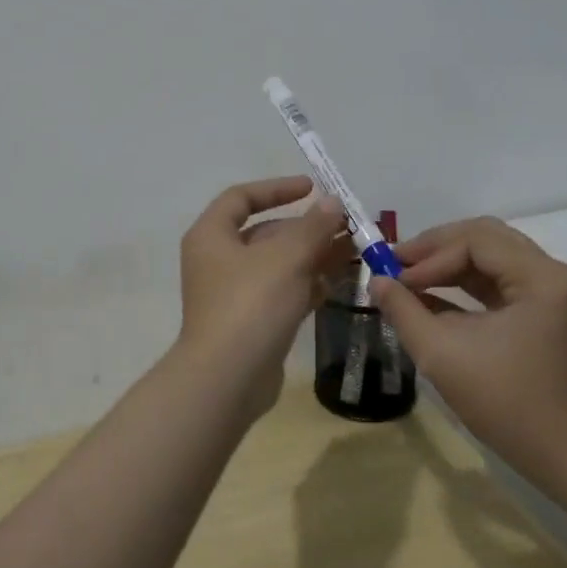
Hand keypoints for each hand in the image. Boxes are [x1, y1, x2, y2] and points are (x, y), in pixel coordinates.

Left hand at [178, 176, 347, 417]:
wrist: (227, 379)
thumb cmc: (250, 304)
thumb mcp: (286, 258)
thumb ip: (312, 227)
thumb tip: (331, 202)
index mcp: (212, 235)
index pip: (242, 197)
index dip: (277, 188)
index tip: (313, 188)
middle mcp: (218, 259)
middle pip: (265, 232)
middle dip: (307, 228)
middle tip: (346, 225)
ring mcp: (233, 293)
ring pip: (278, 264)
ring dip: (313, 256)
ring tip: (354, 251)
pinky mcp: (250, 322)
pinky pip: (282, 292)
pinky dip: (308, 285)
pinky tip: (339, 282)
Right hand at [371, 217, 566, 487]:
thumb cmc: (506, 404)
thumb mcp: (442, 354)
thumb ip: (403, 310)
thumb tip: (376, 280)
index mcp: (540, 277)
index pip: (474, 241)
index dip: (429, 256)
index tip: (395, 279)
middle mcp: (552, 274)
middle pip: (485, 238)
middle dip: (436, 249)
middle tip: (397, 264)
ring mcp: (552, 293)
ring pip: (491, 256)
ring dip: (448, 264)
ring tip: (409, 278)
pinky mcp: (545, 313)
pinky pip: (499, 281)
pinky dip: (464, 284)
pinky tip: (430, 297)